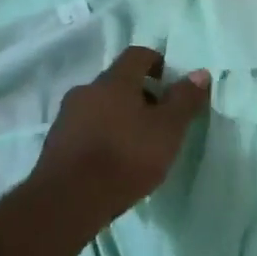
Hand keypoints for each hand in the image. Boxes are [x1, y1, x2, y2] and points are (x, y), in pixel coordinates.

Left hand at [35, 46, 210, 219]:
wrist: (68, 200)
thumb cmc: (125, 157)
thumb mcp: (167, 130)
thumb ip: (184, 100)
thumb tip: (200, 72)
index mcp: (114, 80)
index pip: (137, 55)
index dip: (156, 62)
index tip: (170, 82)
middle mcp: (86, 90)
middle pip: (117, 82)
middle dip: (139, 95)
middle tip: (159, 119)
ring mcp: (66, 117)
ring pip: (99, 106)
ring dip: (118, 117)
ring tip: (136, 145)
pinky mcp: (56, 144)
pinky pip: (85, 129)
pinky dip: (101, 136)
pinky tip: (113, 162)